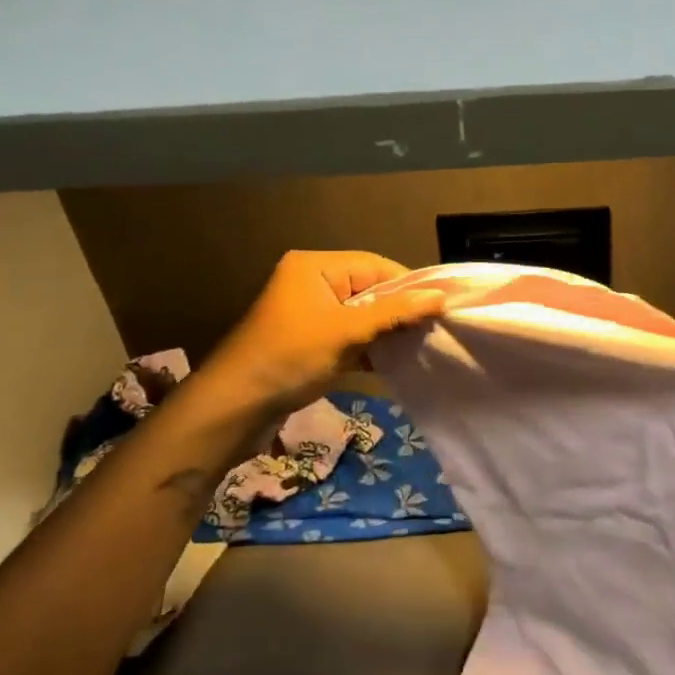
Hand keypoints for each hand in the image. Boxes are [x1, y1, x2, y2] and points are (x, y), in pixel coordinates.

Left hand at [196, 251, 444, 416]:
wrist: (233, 409)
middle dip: (400, 311)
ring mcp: (310, 314)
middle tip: (433, 329)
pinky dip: (369, 348)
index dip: (409, 285)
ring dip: (386, 332)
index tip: (440, 307)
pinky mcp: (309, 343)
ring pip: (362, 316)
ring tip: (419, 346)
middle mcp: (312, 282)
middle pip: (370, 289)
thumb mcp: (346, 333)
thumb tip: (441, 297)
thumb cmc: (289, 359)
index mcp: (316, 266)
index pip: (376, 265)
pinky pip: (349, 336)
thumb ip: (395, 313)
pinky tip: (394, 362)